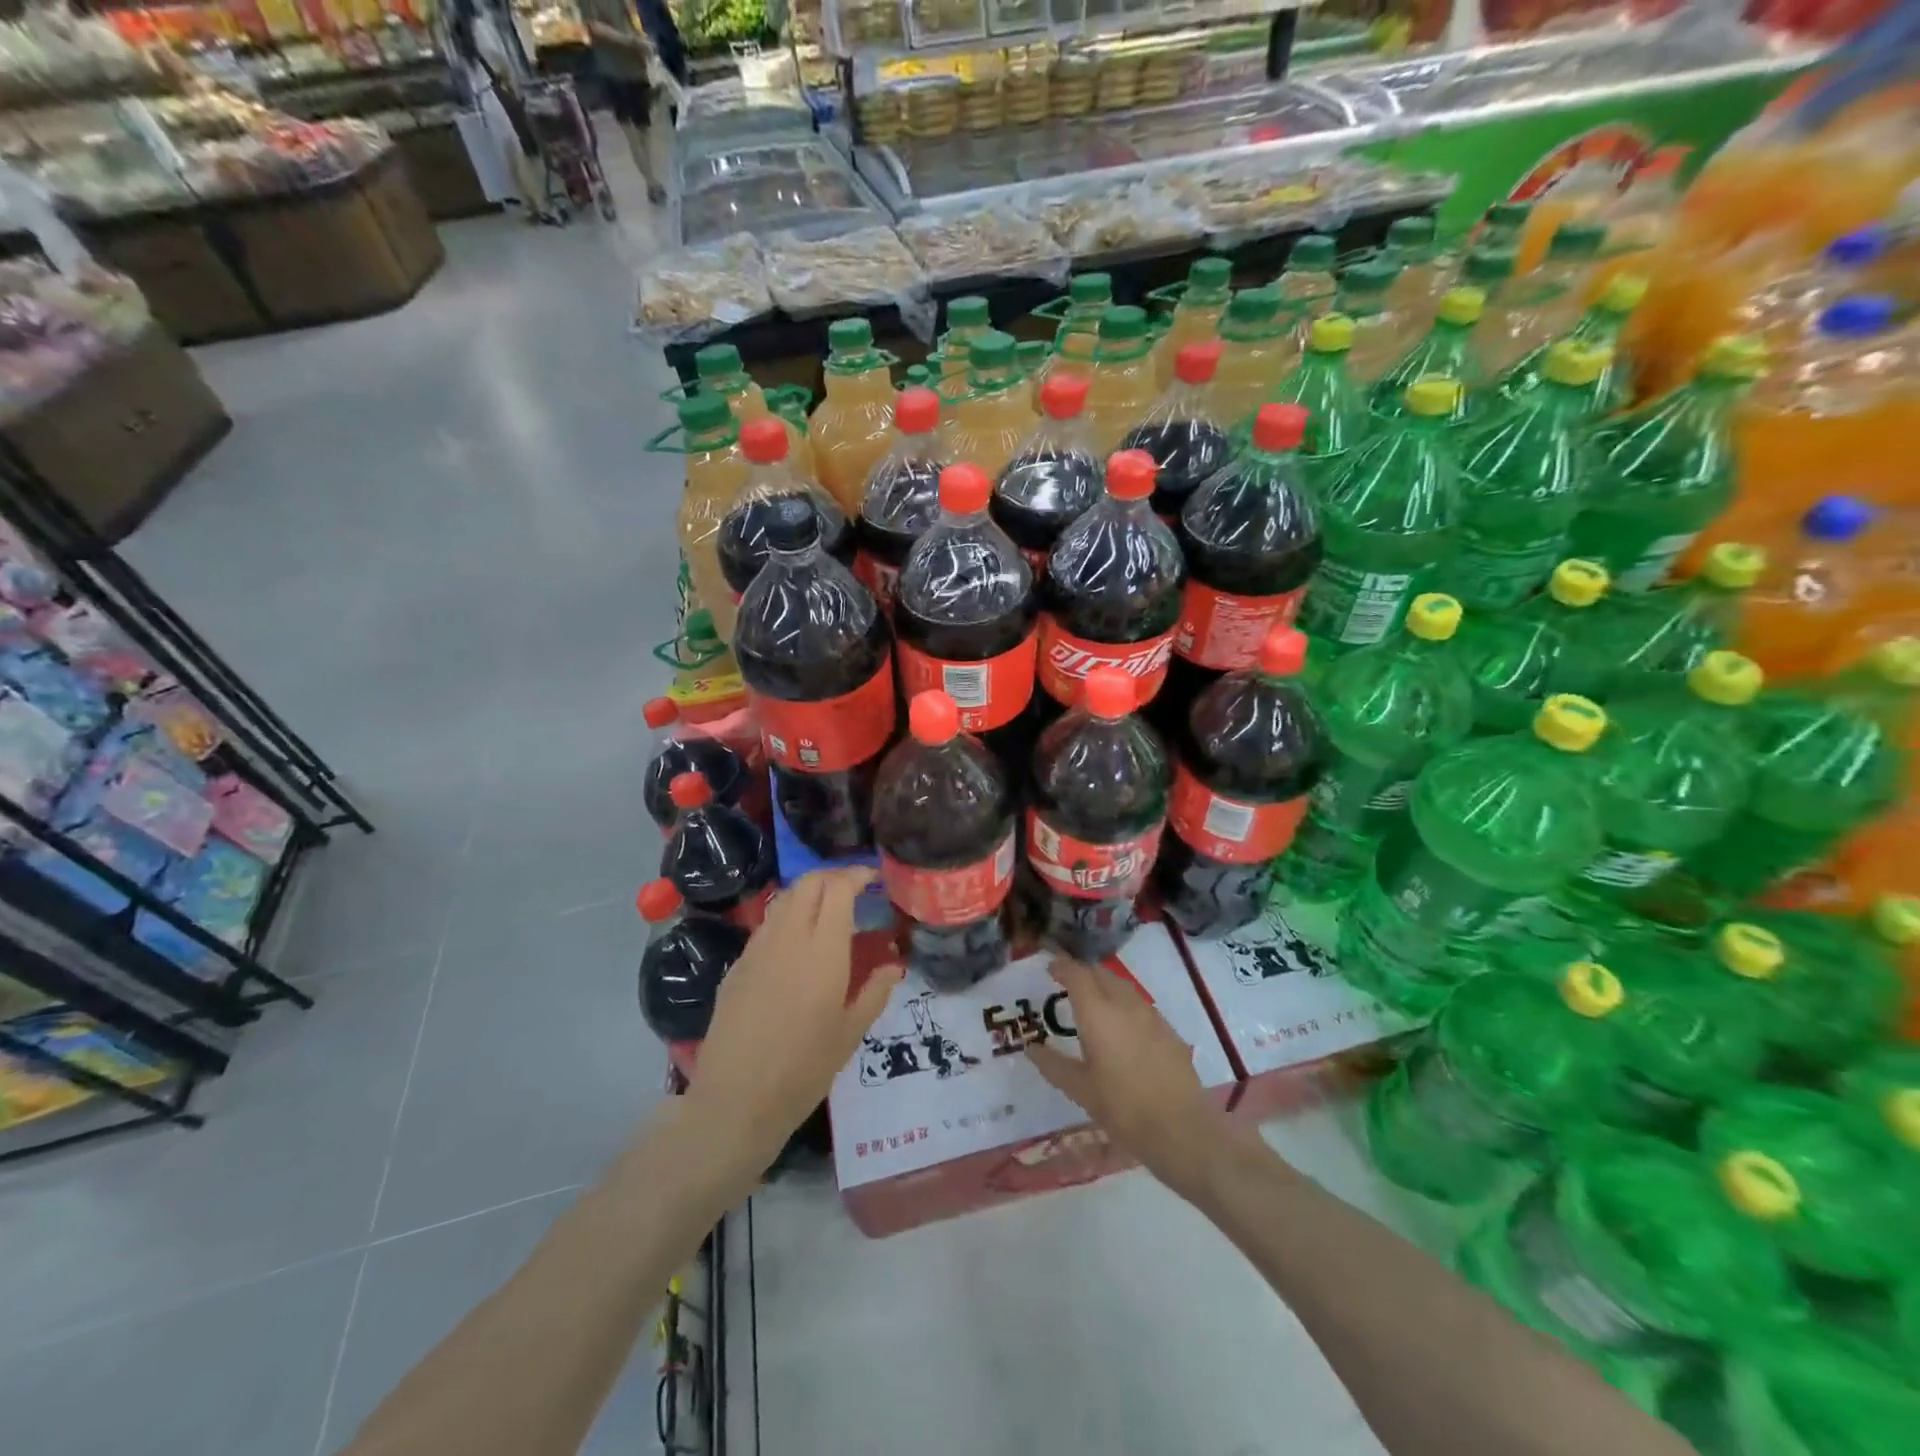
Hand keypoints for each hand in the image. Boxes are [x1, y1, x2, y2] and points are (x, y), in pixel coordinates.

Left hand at [682, 869, 901, 1183]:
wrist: (736, 1101)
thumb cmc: (804, 1070)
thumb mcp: (851, 1033)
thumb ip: (875, 992)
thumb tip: (892, 965)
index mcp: (822, 950)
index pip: (838, 888)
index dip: (857, 875)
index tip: (874, 878)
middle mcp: (787, 938)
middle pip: (808, 883)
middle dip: (833, 876)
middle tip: (854, 890)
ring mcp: (757, 949)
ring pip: (784, 899)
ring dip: (808, 893)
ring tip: (828, 911)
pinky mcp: (737, 966)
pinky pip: (766, 925)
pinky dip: (787, 917)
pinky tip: (797, 944)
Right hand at [1027, 955, 1232, 1199]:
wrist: (1180, 1129)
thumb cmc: (1123, 1108)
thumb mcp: (1080, 1090)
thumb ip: (1053, 1065)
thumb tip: (1032, 1049)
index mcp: (1098, 1013)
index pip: (1077, 974)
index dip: (1062, 967)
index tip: (1050, 968)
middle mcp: (1124, 1004)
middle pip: (1101, 974)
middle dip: (1083, 973)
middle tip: (1067, 984)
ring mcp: (1151, 1015)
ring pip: (1123, 987)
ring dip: (1104, 986)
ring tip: (1093, 1002)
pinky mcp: (1169, 1030)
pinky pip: (1140, 1005)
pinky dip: (1124, 1004)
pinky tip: (1122, 1027)